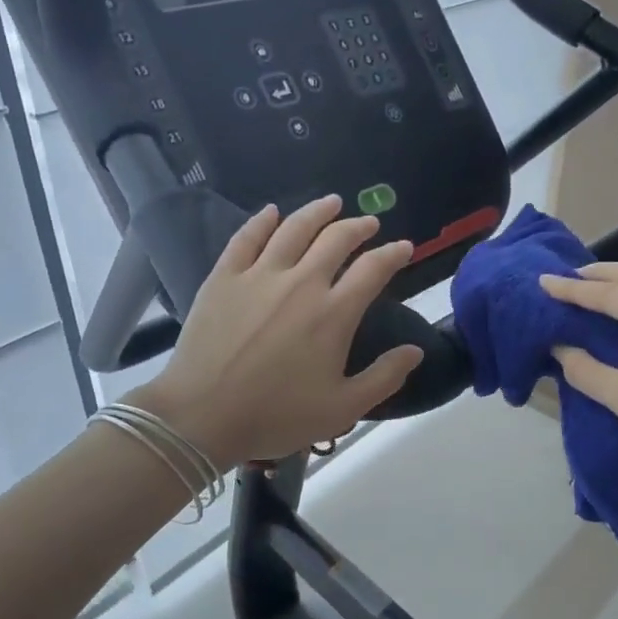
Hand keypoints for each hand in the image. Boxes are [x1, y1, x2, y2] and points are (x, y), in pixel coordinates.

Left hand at [129, 197, 422, 467]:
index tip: (403, 247)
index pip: (373, 269)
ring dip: (317, 212)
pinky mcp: (224, 277)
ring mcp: (259, 275)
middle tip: (369, 223)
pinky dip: (262, 220)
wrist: (202, 416)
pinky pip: (246, 238)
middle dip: (358, 226)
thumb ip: (384, 377)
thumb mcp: (342, 408)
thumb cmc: (276, 415)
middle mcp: (301, 282)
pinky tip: (272, 212)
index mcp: (333, 313)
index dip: (393, 254)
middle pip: (336, 239)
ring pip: (294, 228)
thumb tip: (415, 351)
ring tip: (332, 202)